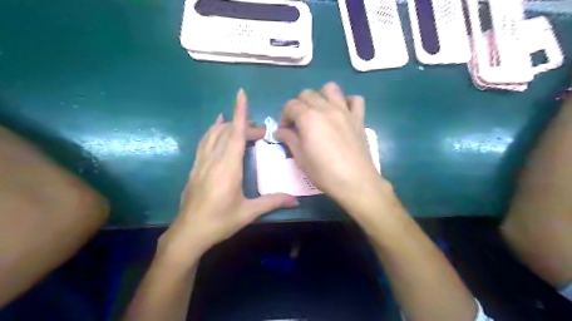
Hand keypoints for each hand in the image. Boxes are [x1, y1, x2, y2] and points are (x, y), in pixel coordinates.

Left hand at [158, 89, 297, 263]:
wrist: (189, 232)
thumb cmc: (220, 221)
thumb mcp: (248, 212)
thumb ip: (272, 202)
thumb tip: (295, 200)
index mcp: (228, 167)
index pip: (234, 133)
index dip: (239, 113)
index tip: (241, 94)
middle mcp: (214, 159)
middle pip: (227, 132)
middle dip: (244, 125)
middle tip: (260, 132)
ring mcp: (202, 162)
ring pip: (214, 134)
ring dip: (228, 125)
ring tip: (241, 122)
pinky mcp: (196, 167)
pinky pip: (204, 142)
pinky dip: (212, 131)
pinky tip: (216, 128)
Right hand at [276, 83, 385, 205]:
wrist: (355, 181)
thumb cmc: (324, 172)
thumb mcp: (300, 158)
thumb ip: (289, 139)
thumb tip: (280, 131)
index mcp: (309, 117)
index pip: (290, 105)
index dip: (284, 116)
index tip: (285, 131)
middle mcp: (326, 108)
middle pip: (307, 94)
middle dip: (298, 105)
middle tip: (298, 123)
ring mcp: (345, 111)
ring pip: (330, 89)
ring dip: (320, 96)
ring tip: (318, 112)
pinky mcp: (359, 118)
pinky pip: (355, 99)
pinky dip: (347, 102)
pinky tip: (342, 113)